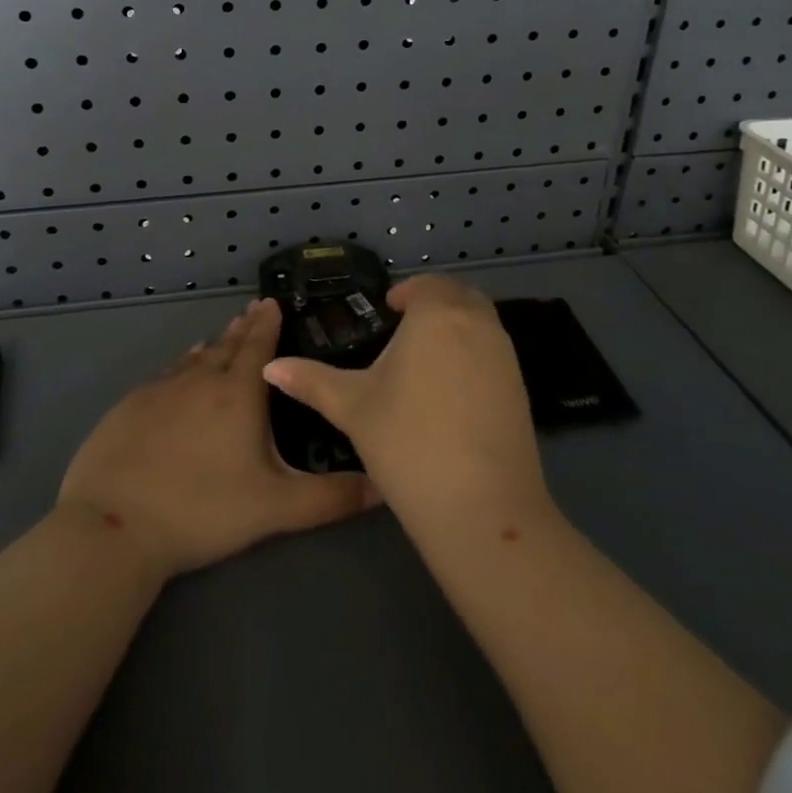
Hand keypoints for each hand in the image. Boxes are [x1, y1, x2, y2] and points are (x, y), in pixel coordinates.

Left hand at [58, 298, 376, 580]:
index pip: (258, 347)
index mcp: (238, 395)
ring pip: (194, 359)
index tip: (272, 301)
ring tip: (221, 337)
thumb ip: (331, 497)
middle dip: (243, 328)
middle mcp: (200, 380)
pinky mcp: (129, 407)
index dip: (267, 323)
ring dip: (212, 346)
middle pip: (226, 346)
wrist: (114, 525)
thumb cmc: (203, 511)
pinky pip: (165, 376)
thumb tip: (383, 486)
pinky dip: (180, 367)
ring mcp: (161, 391)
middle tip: (252, 310)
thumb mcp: (276, 508)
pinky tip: (179, 373)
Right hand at [261, 275, 548, 525]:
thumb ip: (311, 381)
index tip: (387, 311)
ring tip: (425, 359)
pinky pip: (494, 351)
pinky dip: (474, 353)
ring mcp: (506, 355)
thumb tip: (270, 367)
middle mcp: (477, 323)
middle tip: (404, 330)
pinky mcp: (521, 387)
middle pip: (458, 295)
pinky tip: (451, 391)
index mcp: (437, 314)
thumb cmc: (407, 442)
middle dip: (433, 303)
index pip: (425, 285)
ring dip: (456, 325)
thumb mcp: (352, 408)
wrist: (481, 507)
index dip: (405, 293)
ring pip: (480, 322)